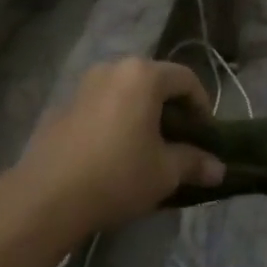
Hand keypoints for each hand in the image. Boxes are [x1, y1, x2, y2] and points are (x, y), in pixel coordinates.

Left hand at [6, 58, 223, 239]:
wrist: (46, 196)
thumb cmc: (117, 175)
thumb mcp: (165, 172)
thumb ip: (194, 163)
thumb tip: (219, 169)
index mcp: (142, 75)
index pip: (186, 78)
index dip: (202, 106)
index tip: (206, 136)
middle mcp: (112, 69)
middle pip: (154, 81)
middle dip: (171, 109)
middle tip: (180, 142)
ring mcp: (83, 85)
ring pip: (125, 92)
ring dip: (141, 114)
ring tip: (147, 148)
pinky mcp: (62, 106)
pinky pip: (101, 105)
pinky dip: (115, 120)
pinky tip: (114, 153)